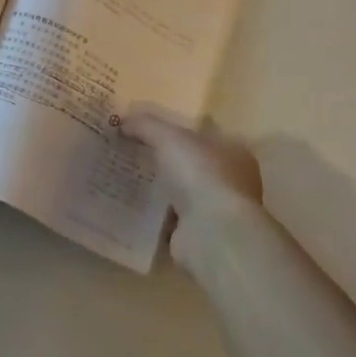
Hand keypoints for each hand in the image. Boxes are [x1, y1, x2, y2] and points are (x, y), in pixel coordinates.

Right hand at [121, 112, 262, 272]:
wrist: (211, 233)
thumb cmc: (200, 175)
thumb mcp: (169, 137)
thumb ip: (146, 125)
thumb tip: (122, 121)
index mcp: (233, 152)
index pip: (202, 136)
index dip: (175, 130)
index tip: (146, 130)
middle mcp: (229, 181)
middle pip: (189, 165)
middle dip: (162, 160)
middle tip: (128, 152)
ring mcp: (214, 211)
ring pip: (179, 192)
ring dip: (156, 188)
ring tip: (123, 177)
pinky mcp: (197, 235)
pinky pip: (168, 218)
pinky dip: (152, 214)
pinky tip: (128, 206)